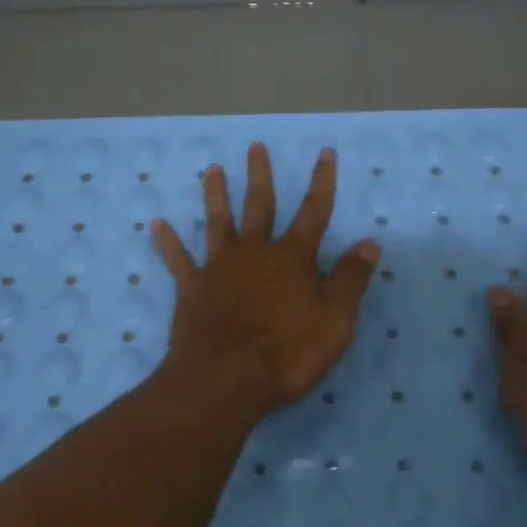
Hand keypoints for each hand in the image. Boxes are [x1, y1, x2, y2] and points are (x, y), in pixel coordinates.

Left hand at [151, 143, 380, 413]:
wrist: (225, 379)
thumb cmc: (287, 352)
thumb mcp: (335, 319)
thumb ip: (350, 279)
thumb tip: (369, 243)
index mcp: (292, 258)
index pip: (313, 212)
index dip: (322, 182)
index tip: (325, 153)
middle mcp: (254, 252)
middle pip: (259, 206)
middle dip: (260, 176)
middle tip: (255, 146)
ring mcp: (219, 268)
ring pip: (218, 222)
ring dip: (215, 195)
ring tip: (211, 169)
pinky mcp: (192, 289)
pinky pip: (178, 260)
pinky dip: (168, 242)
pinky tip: (157, 224)